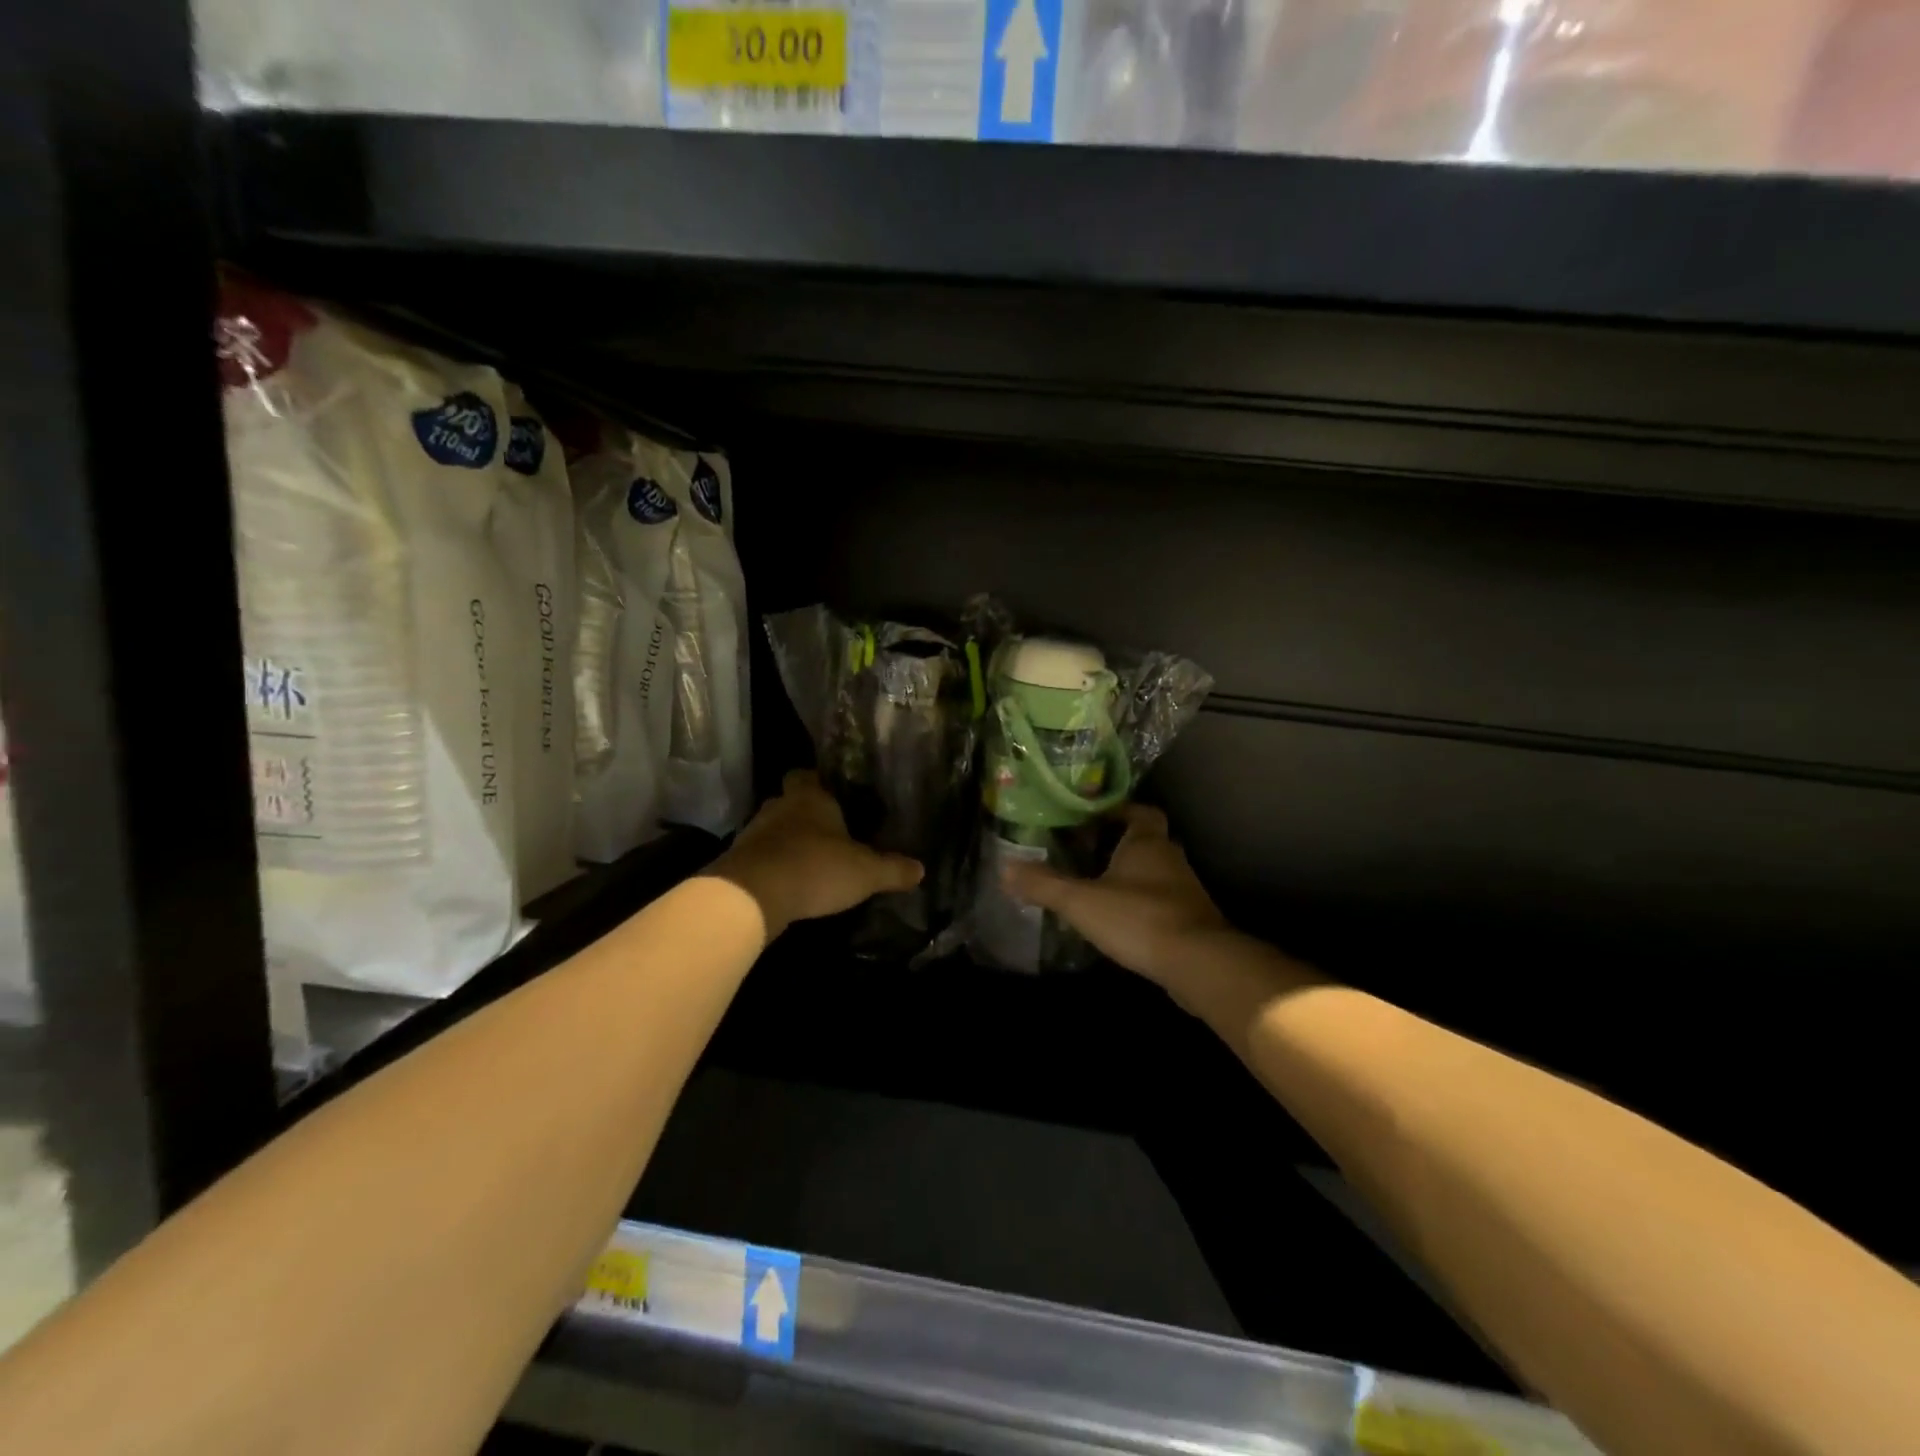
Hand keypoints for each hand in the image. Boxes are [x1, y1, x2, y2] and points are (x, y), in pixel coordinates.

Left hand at [708, 771, 922, 941]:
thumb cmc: (816, 868)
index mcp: (811, 798)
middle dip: (804, 815)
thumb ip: (893, 869)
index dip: (817, 783)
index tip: (832, 796)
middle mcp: (779, 807)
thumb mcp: (866, 872)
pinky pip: (759, 856)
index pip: (806, 775)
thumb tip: (921, 869)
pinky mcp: (737, 861)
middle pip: (789, 801)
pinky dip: (772, 866)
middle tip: (826, 832)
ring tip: (808, 861)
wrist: (753, 895)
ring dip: (786, 842)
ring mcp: (753, 833)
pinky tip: (787, 883)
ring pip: (772, 829)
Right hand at [1002, 805, 1229, 983]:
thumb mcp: (1081, 901)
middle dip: (1121, 845)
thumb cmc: (1138, 917)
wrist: (1198, 964)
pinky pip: (1163, 904)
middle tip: (1088, 852)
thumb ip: (1044, 885)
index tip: (1096, 816)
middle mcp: (1171, 860)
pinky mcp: (1192, 922)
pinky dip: (1143, 907)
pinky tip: (1121, 922)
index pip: (1141, 812)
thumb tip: (1004, 868)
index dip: (1121, 811)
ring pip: (1156, 874)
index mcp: (1147, 842)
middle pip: (1147, 842)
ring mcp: (1186, 892)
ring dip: (1132, 878)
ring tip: (1098, 888)